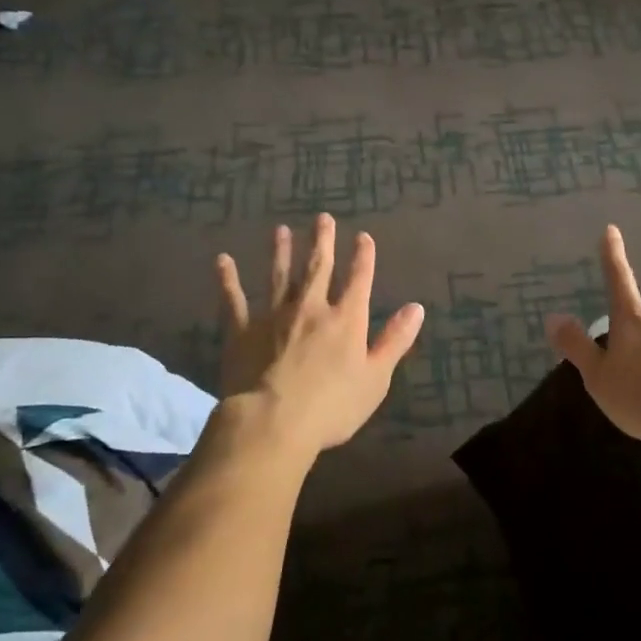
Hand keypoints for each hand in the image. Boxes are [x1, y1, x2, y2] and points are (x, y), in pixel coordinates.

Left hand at [215, 214, 424, 456]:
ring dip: (281, 252)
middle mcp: (310, 308)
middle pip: (318, 269)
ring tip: (281, 231)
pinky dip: (228, 280)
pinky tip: (223, 261)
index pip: (358, 280)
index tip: (363, 236)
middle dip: (322, 242)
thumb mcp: (376, 377)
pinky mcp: (241, 331)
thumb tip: (417, 307)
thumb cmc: (332, 406)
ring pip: (278, 276)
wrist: (273, 422)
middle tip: (322, 218)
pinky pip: (233, 300)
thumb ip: (395, 340)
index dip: (363, 257)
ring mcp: (273, 316)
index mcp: (345, 320)